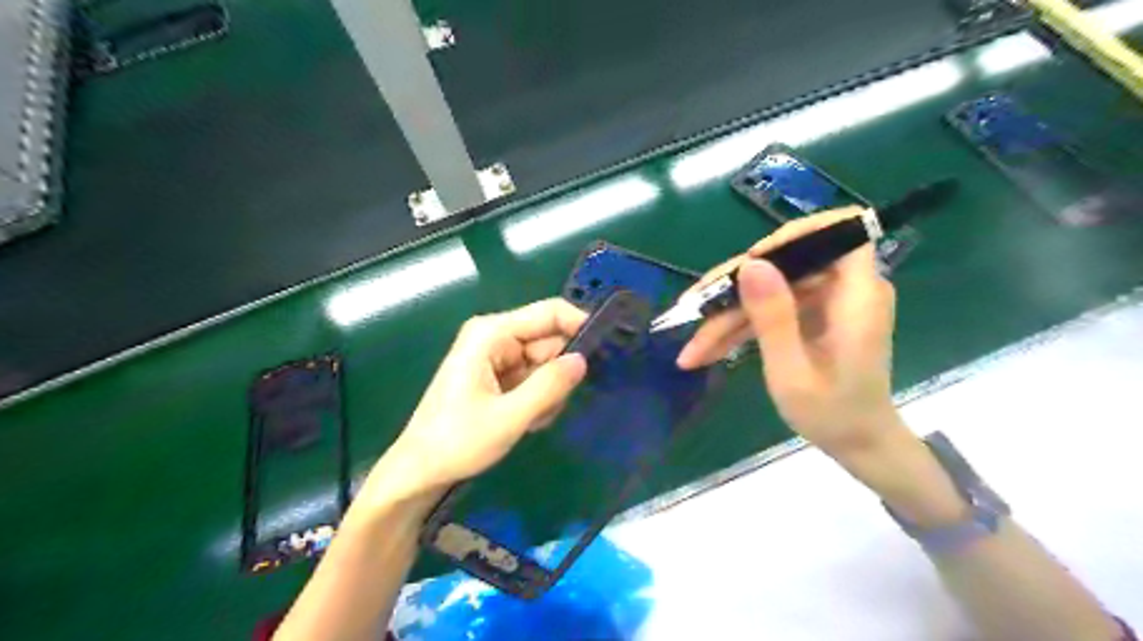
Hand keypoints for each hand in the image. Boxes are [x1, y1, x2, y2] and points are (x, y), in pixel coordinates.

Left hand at [376, 298, 589, 497]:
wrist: (420, 472)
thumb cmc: (457, 441)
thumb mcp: (509, 417)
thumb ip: (549, 386)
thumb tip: (583, 360)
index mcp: (492, 333)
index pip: (549, 313)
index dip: (580, 325)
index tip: (607, 351)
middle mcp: (495, 337)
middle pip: (549, 340)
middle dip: (560, 373)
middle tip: (558, 404)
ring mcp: (496, 357)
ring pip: (545, 363)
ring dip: (549, 392)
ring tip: (534, 420)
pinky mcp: (498, 377)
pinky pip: (533, 378)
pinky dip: (537, 399)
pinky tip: (526, 422)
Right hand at [677, 207, 900, 452]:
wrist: (858, 444)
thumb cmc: (833, 415)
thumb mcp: (793, 372)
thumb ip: (773, 318)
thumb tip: (749, 263)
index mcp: (857, 296)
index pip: (841, 232)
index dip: (796, 235)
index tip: (751, 261)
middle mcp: (844, 289)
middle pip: (785, 263)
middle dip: (735, 287)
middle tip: (693, 308)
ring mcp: (825, 302)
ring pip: (768, 288)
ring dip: (728, 314)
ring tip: (691, 348)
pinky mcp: (809, 315)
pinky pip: (769, 308)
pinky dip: (739, 327)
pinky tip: (705, 351)